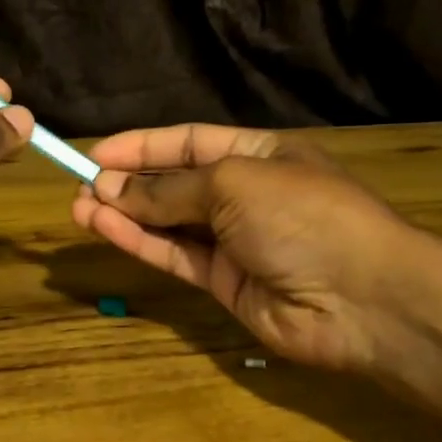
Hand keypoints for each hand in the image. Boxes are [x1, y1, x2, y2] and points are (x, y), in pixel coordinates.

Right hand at [72, 124, 429, 373]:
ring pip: (170, 223)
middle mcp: (246, 194)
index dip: (143, 146)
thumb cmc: (303, 215)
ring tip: (79, 209)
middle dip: (129, 183)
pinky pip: (176, 256)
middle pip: (176, 184)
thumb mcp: (234, 183)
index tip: (96, 153)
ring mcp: (236, 241)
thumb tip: (113, 189)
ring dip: (126, 215)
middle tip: (81, 187)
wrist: (361, 298)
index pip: (190, 142)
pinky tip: (105, 229)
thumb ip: (170, 189)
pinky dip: (141, 243)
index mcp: (259, 153)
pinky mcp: (225, 283)